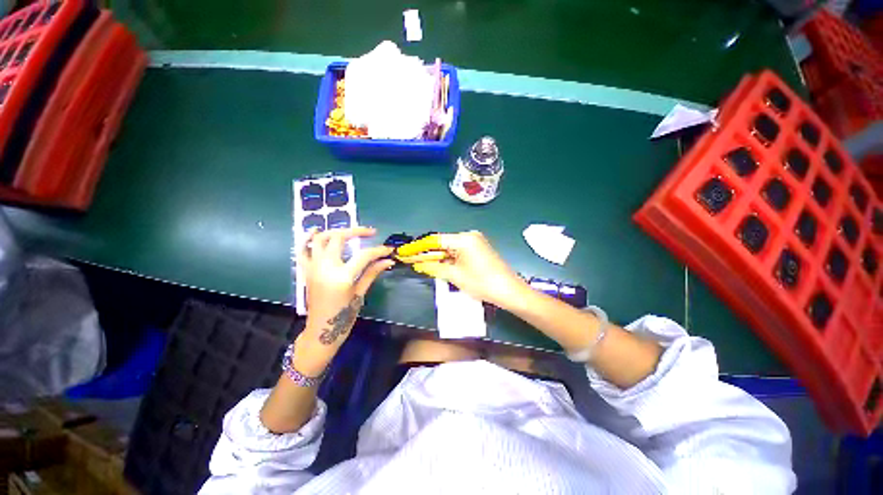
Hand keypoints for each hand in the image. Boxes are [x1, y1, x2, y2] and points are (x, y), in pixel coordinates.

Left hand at [297, 227, 393, 370]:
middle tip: (371, 233)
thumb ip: (372, 273)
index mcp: (342, 276)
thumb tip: (388, 260)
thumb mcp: (360, 294)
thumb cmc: (343, 316)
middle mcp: (325, 267)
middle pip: (339, 238)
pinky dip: (308, 238)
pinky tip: (316, 230)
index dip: (379, 250)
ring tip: (350, 231)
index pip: (364, 255)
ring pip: (320, 238)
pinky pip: (303, 250)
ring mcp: (313, 267)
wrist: (320, 332)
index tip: (389, 249)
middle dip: (357, 231)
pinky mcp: (306, 270)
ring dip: (336, 230)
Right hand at [404, 231, 527, 308]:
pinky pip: (458, 252)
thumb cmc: (482, 283)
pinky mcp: (478, 249)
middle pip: (442, 243)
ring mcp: (475, 242)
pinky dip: (448, 259)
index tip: (405, 251)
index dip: (418, 247)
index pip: (435, 240)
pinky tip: (436, 264)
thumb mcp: (455, 276)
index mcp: (463, 239)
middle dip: (426, 253)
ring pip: (450, 248)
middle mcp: (469, 236)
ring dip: (437, 256)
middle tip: (409, 258)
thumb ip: (434, 268)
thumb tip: (418, 264)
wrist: (510, 291)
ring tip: (419, 263)